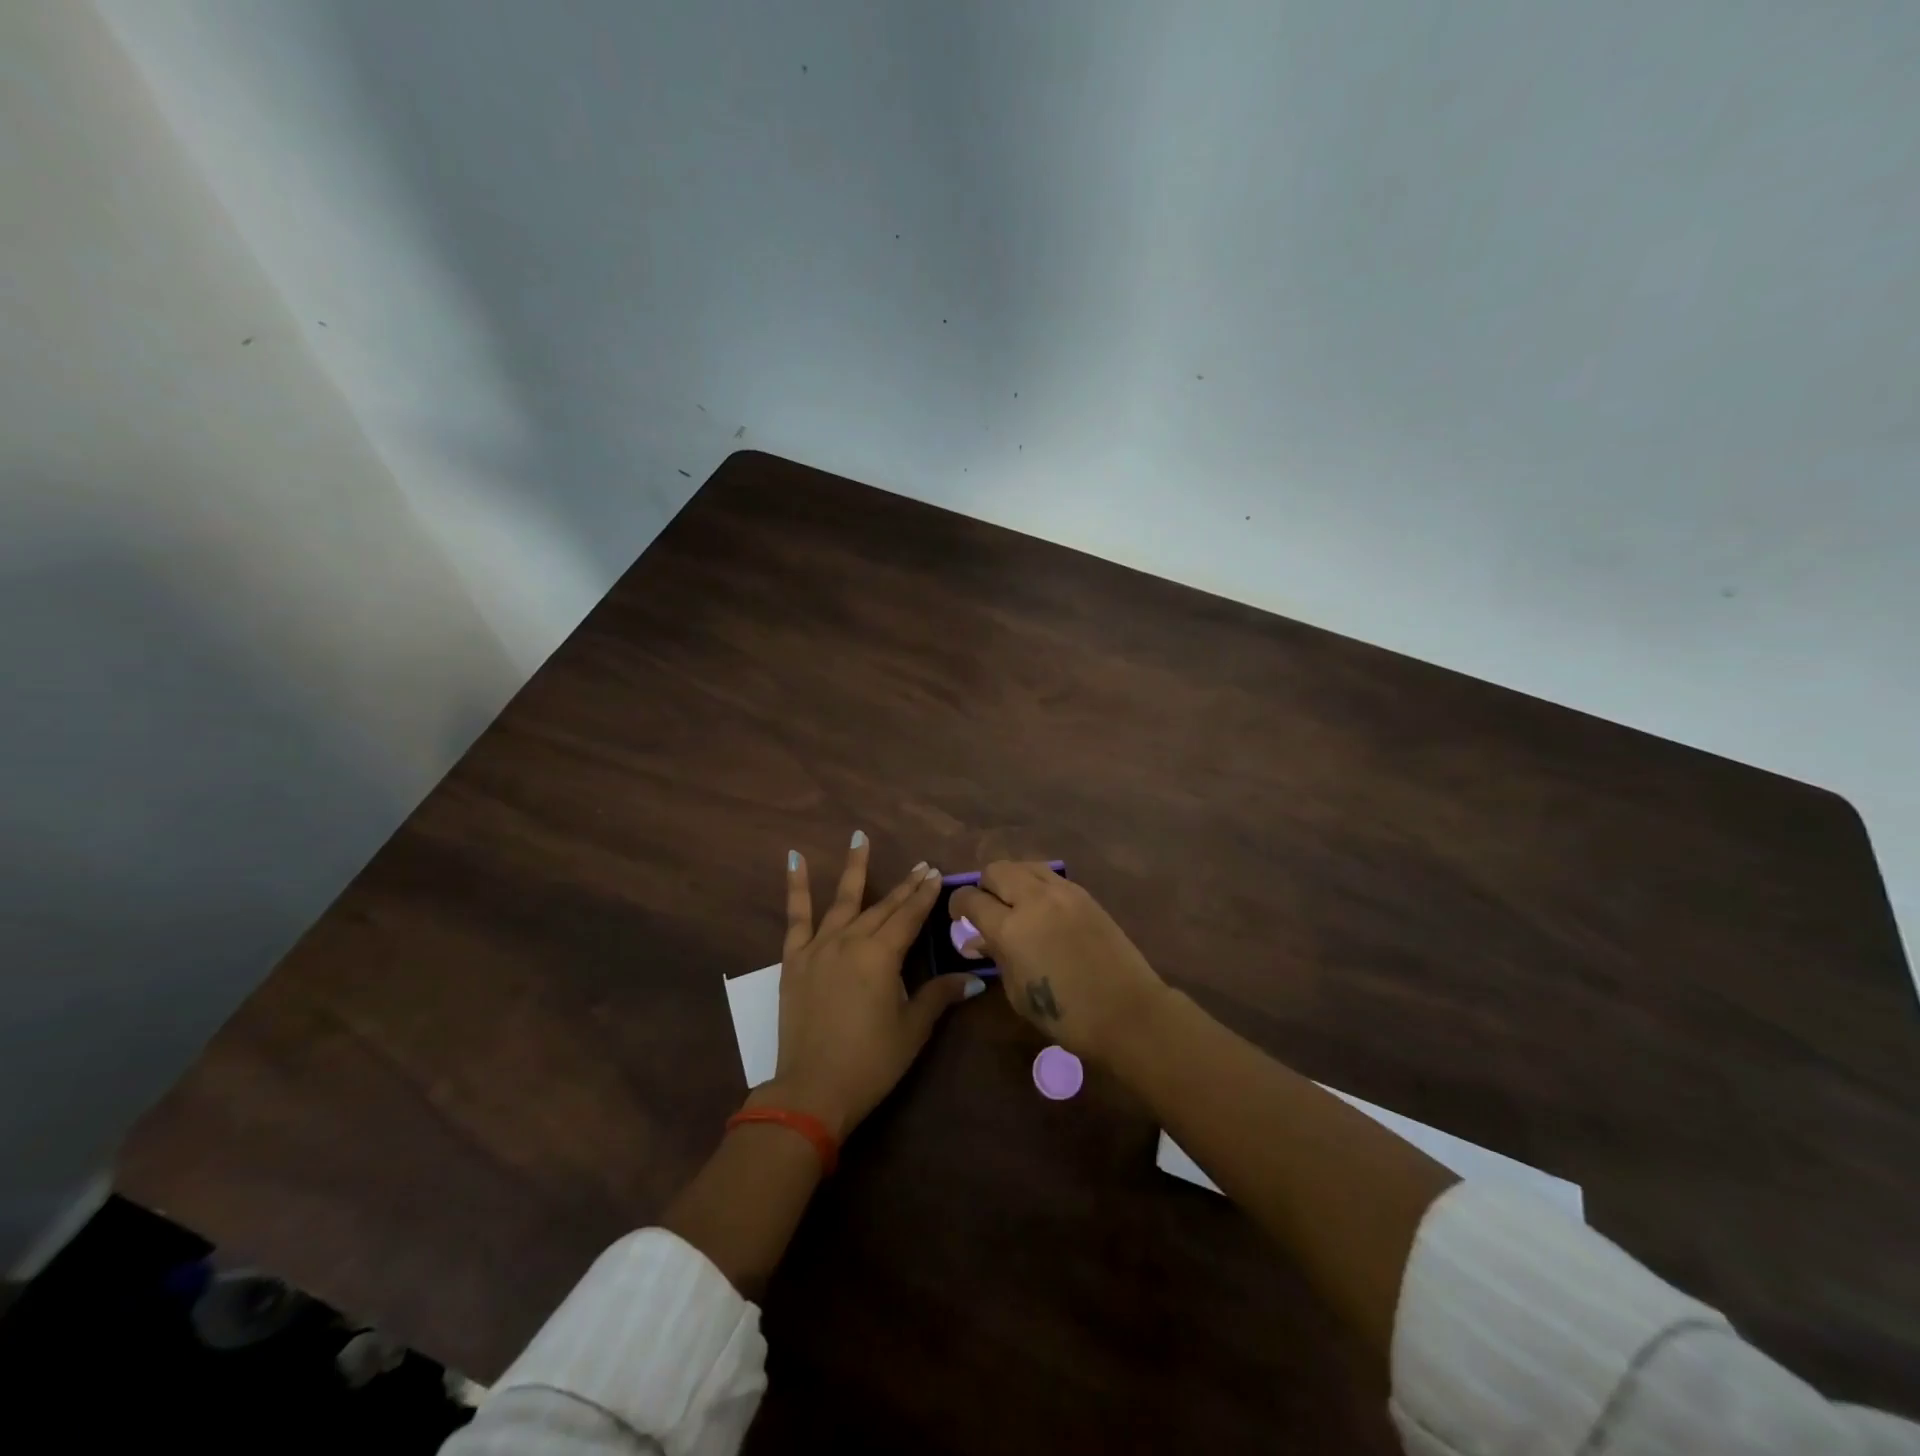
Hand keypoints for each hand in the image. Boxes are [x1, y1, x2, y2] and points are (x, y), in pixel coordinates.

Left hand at [760, 834, 983, 1139]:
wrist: (812, 1090)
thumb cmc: (870, 1062)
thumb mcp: (912, 1029)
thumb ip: (939, 996)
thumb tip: (974, 980)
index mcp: (882, 956)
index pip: (910, 916)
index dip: (925, 895)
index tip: (936, 874)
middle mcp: (852, 941)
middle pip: (883, 907)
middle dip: (904, 886)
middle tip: (920, 865)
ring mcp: (819, 947)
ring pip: (843, 900)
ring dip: (854, 867)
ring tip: (860, 837)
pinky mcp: (794, 960)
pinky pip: (796, 916)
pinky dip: (795, 886)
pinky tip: (794, 858)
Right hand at [950, 862, 1168, 1063]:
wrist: (1127, 1012)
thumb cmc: (1066, 1015)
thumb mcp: (1018, 992)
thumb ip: (996, 957)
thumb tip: (977, 940)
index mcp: (1011, 928)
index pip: (971, 899)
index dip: (958, 905)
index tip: (959, 917)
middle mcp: (1034, 899)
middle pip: (996, 870)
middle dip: (984, 885)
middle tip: (987, 909)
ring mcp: (1063, 892)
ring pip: (1024, 865)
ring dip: (1012, 879)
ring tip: (1014, 903)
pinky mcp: (1085, 894)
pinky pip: (1050, 876)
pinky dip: (1037, 884)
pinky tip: (1041, 908)